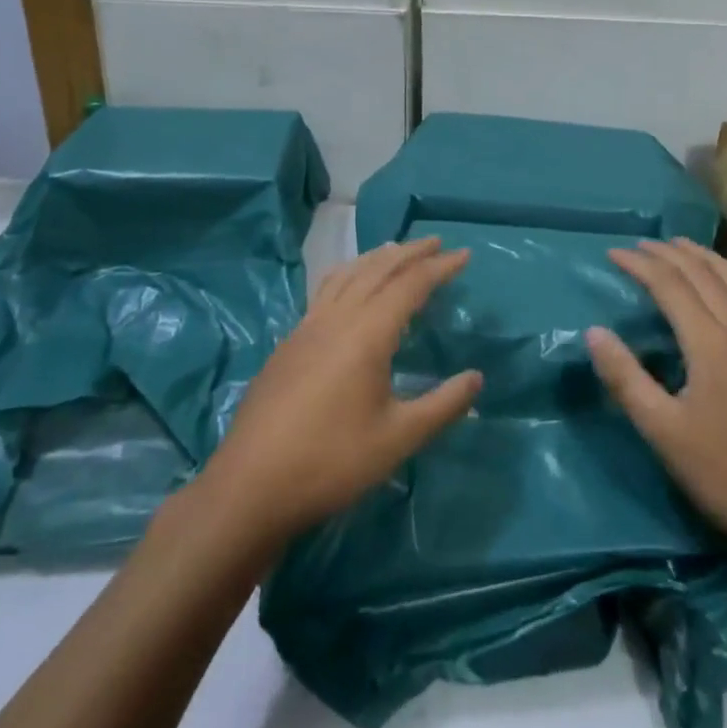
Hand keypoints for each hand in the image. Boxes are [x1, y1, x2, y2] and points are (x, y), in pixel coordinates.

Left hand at [198, 238, 481, 545]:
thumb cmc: (331, 462)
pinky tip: (349, 287)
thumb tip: (476, 378)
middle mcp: (337, 318)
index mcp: (367, 333)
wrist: (250, 485)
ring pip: (347, 274)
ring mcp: (307, 327)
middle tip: (435, 242)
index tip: (464, 254)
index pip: (410, 285)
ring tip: (395, 250)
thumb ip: (442, 405)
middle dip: (409, 252)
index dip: (440, 267)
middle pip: (377, 269)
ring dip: (376, 258)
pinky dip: (349, 273)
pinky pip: (326, 289)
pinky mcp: (289, 342)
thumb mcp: (398, 439)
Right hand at [587, 240, 726, 573]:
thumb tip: (594, 332)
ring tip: (679, 247)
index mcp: (712, 343)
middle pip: (703, 272)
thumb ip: (626, 378)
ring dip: (702, 256)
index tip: (613, 254)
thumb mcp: (664, 433)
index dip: (639, 265)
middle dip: (668, 253)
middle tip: (640, 245)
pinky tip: (723, 287)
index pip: (670, 284)